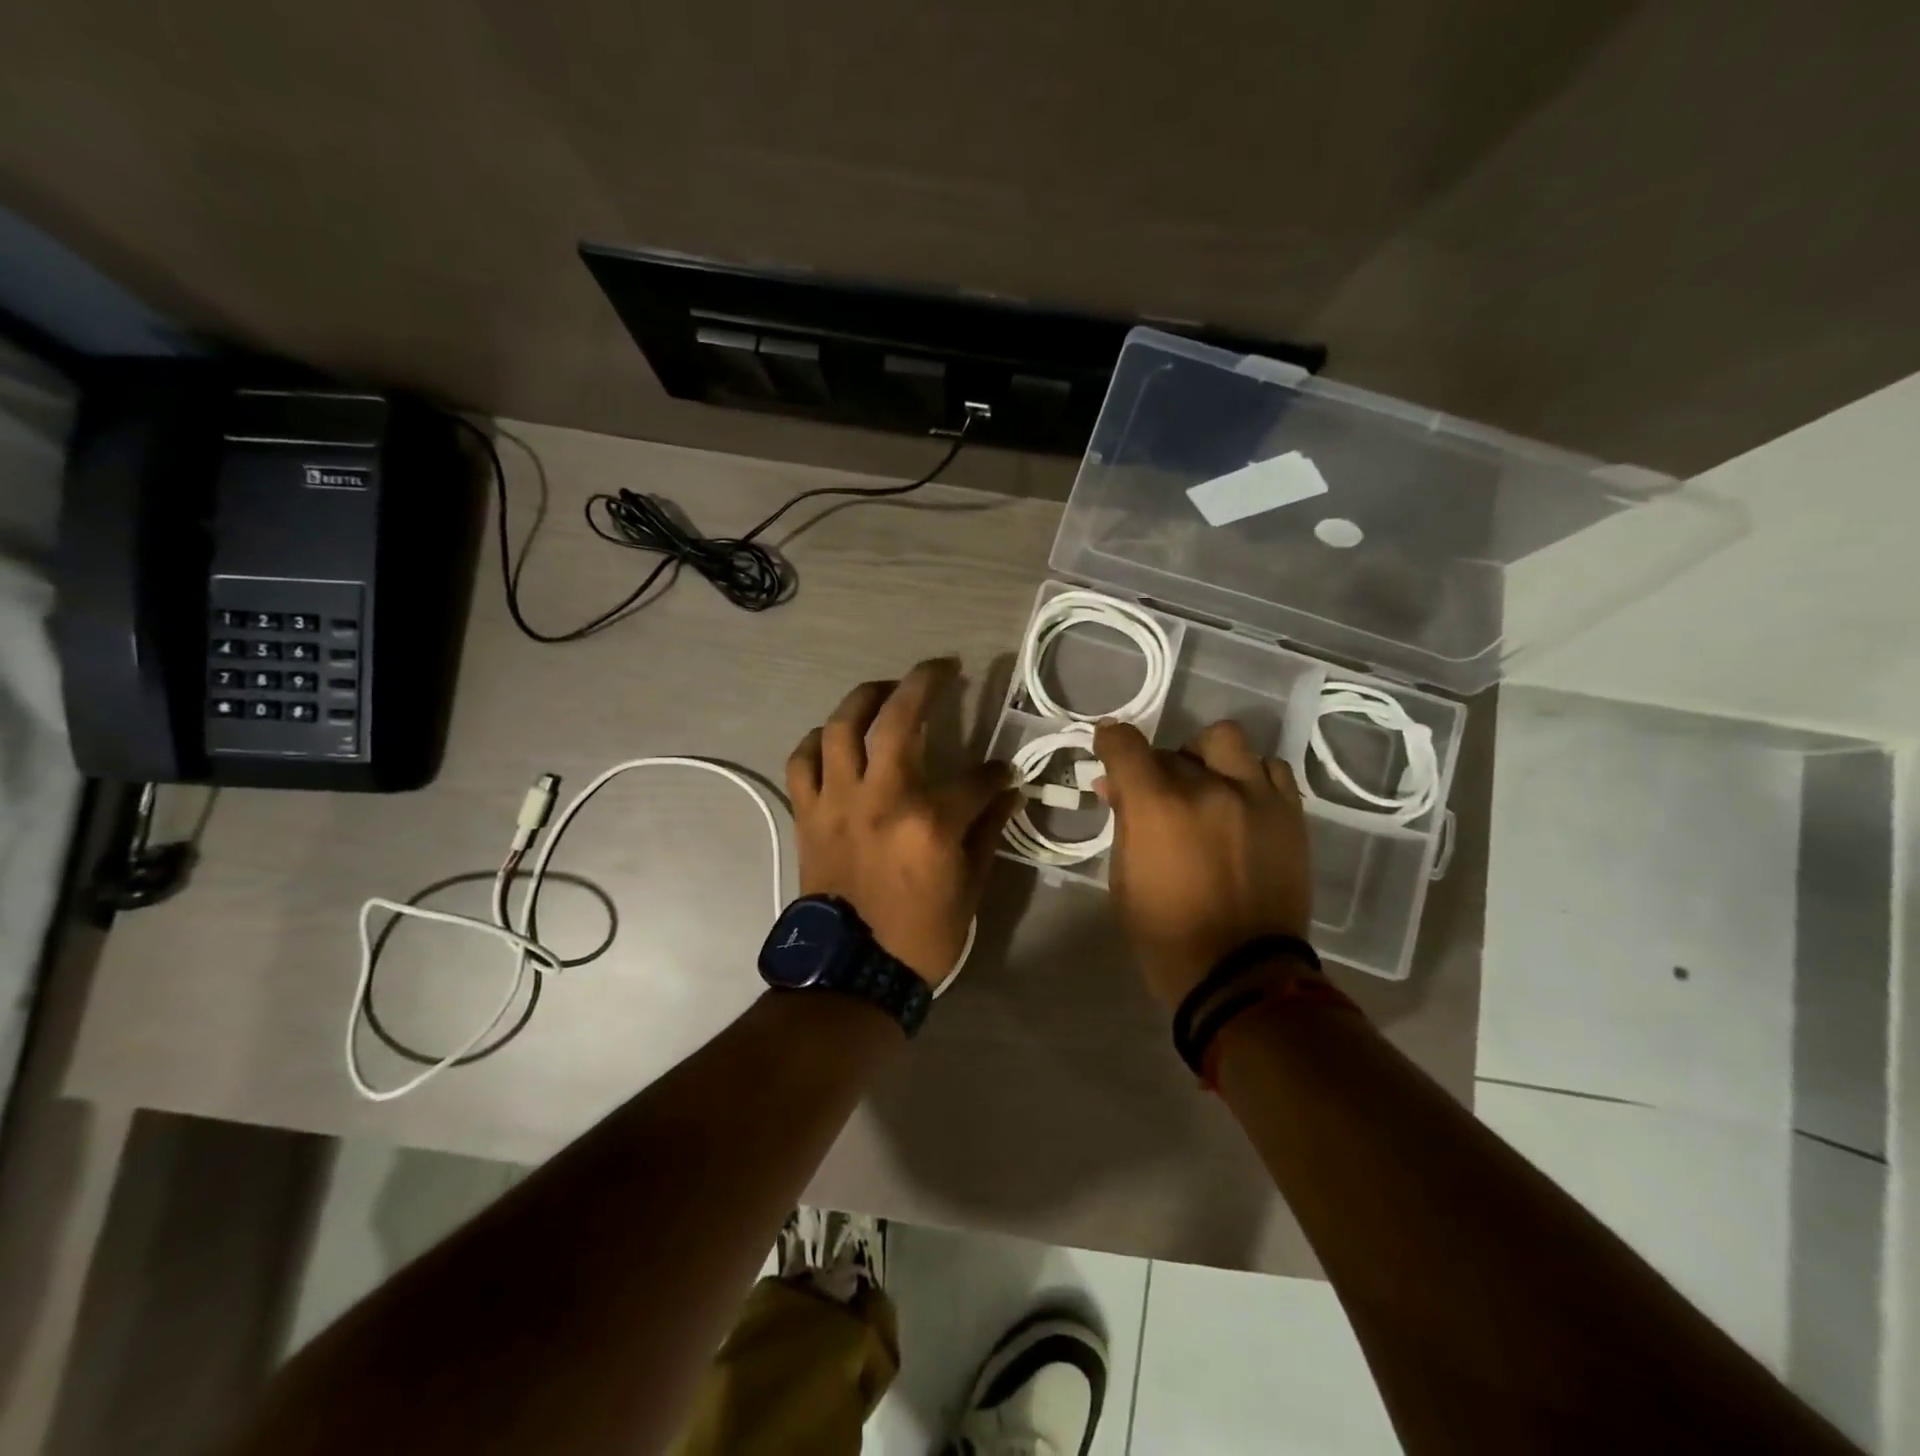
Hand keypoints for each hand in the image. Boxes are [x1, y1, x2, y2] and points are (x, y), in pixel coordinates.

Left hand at [787, 659, 1017, 986]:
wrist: (852, 973)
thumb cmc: (921, 935)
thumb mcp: (971, 887)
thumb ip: (988, 829)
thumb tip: (1007, 789)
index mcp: (930, 821)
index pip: (975, 778)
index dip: (995, 773)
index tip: (1001, 774)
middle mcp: (881, 797)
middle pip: (899, 719)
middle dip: (924, 682)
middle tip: (942, 667)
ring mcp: (837, 802)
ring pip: (840, 727)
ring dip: (865, 697)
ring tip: (884, 690)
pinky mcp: (808, 814)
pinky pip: (802, 761)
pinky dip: (816, 741)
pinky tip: (833, 738)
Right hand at [1094, 719, 1313, 1010]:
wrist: (1241, 975)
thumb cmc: (1166, 934)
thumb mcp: (1124, 879)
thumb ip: (1123, 823)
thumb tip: (1115, 786)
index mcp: (1157, 807)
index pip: (1124, 743)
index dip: (1110, 741)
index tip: (1109, 749)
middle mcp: (1207, 788)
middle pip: (1171, 749)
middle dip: (1155, 768)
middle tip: (1157, 797)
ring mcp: (1255, 796)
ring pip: (1225, 740)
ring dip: (1206, 757)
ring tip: (1206, 787)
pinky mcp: (1289, 814)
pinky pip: (1270, 768)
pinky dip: (1249, 775)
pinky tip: (1241, 801)